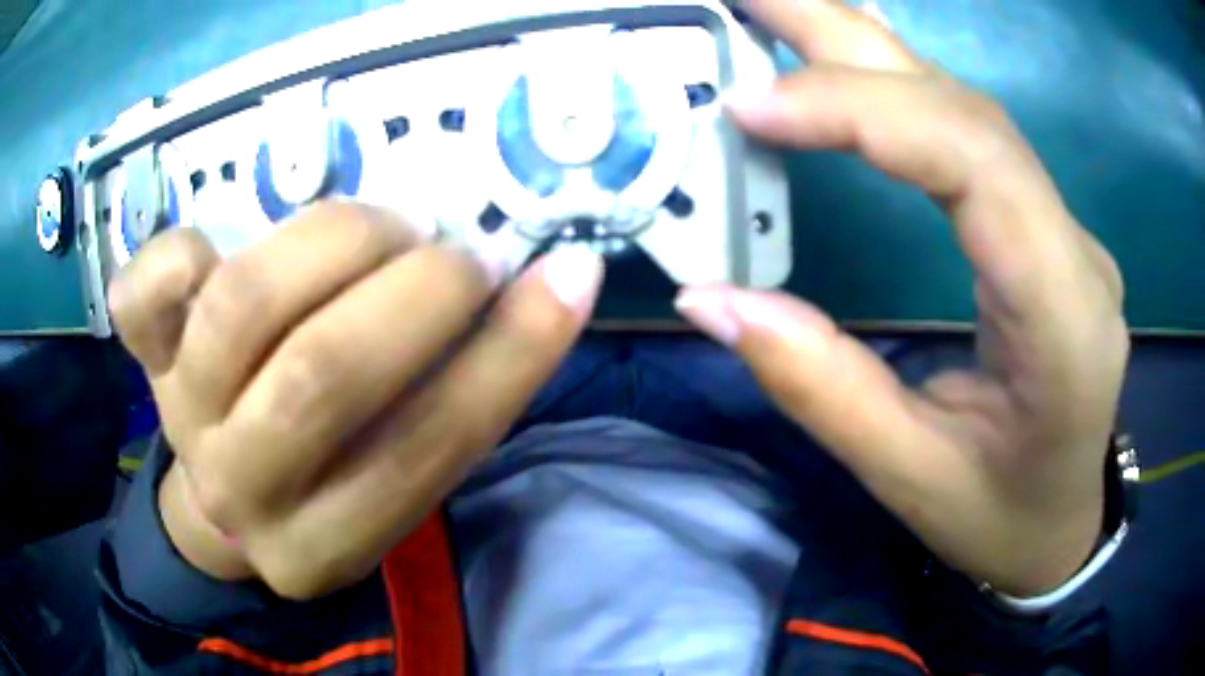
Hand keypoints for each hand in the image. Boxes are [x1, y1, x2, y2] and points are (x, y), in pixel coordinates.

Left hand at [108, 203, 603, 598]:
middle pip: (320, 376)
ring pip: (242, 306)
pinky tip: (216, 247)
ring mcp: (183, 415)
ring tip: (379, 229)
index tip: (566, 276)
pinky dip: (179, 249)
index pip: (428, 449)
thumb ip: (454, 394)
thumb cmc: (325, 480)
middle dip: (413, 292)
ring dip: (334, 242)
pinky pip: (143, 294)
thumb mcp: (395, 473)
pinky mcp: (146, 357)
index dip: (510, 355)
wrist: (225, 497)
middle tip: (454, 255)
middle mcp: (245, 490)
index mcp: (327, 542)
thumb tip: (540, 286)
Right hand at [678, 0, 1127, 595]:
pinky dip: (895, 91)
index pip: (973, 164)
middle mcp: (1073, 250)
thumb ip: (821, 388)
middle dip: (851, 36)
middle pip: (967, 107)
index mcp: (1064, 319)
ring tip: (779, 14)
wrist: (1059, 527)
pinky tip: (845, 69)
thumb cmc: (1001, 519)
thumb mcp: (911, 478)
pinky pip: (968, 137)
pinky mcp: (1041, 231)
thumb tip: (714, 303)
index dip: (861, 112)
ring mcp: (1062, 231)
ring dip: (868, 48)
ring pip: (967, 108)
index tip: (751, 106)